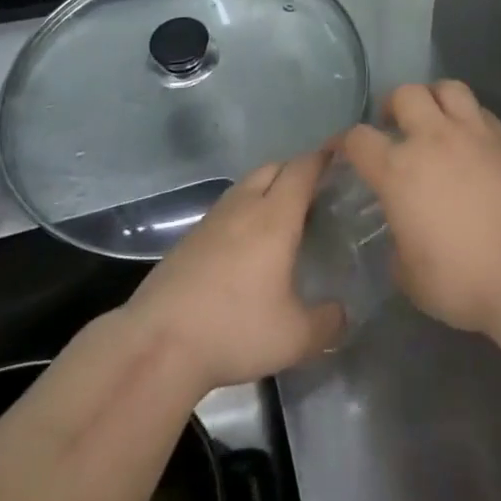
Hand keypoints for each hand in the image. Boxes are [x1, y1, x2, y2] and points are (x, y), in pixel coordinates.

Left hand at [125, 152, 344, 391]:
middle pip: (274, 167)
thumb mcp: (295, 338)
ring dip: (268, 189)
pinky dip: (244, 212)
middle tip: (317, 193)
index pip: (303, 169)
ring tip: (283, 218)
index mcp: (275, 217)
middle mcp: (244, 206)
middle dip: (296, 171)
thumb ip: (327, 323)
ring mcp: (212, 220)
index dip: (323, 158)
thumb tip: (342, 313)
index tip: (341, 156)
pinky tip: (247, 245)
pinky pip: (227, 209)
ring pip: (246, 186)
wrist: (158, 344)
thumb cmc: (234, 330)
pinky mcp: (189, 238)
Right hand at [342, 81, 500, 333]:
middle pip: (405, 94)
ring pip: (447, 88)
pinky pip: (481, 111)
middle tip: (396, 125)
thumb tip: (404, 239)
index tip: (344, 151)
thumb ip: (399, 248)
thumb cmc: (462, 277)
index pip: (358, 139)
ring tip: (435, 117)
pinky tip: (472, 137)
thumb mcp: (412, 277)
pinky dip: (470, 116)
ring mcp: (472, 133)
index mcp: (398, 170)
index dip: (345, 142)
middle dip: (394, 105)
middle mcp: (432, 139)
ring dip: (435, 97)